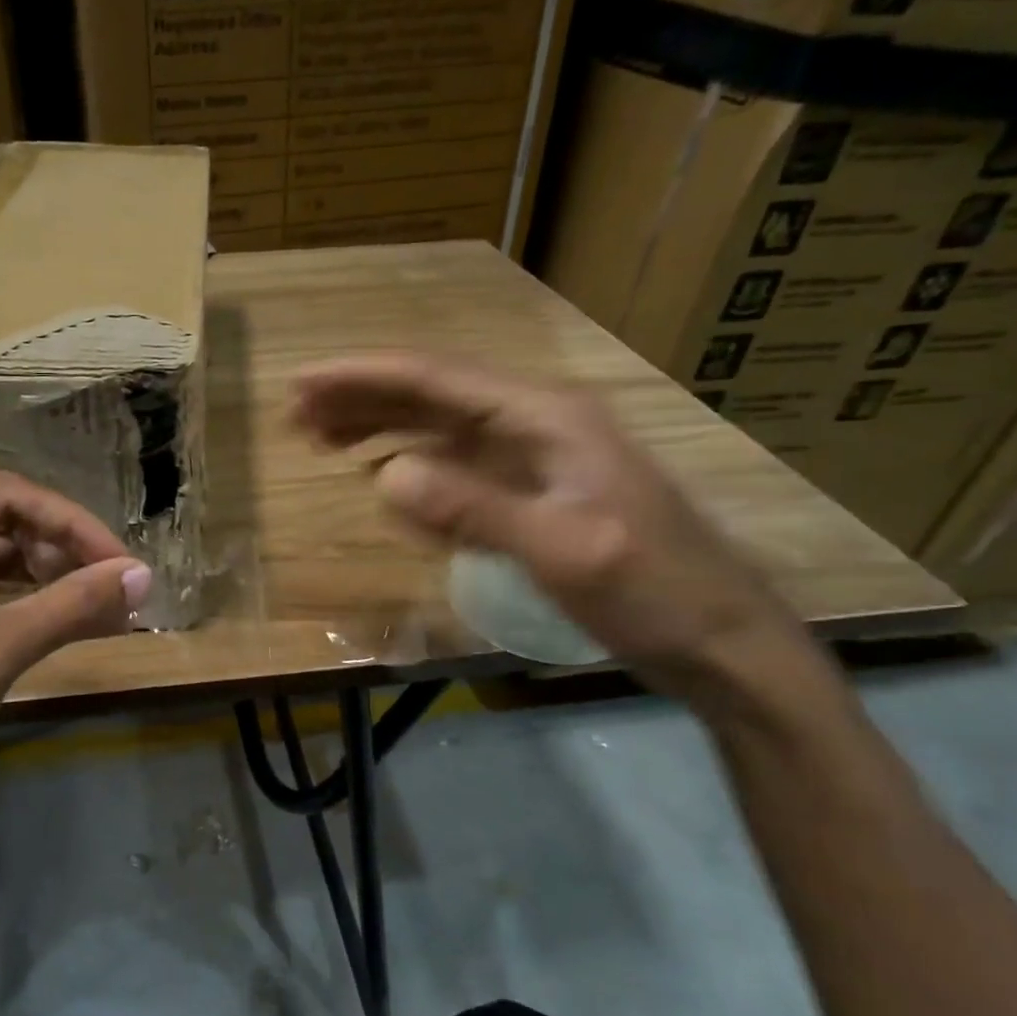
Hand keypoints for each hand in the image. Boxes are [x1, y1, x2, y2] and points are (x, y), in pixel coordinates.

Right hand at [291, 354, 820, 700]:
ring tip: (321, 438)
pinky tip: (381, 476)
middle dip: (362, 399)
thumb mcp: (564, 552)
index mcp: (546, 419)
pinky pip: (456, 465)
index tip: (304, 383)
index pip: (438, 380)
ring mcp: (534, 458)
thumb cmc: (653, 591)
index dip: (365, 377)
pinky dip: (411, 464)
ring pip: (439, 427)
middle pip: (432, 395)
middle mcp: (536, 424)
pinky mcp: (531, 491)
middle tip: (297, 415)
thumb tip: (385, 476)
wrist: (719, 639)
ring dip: (380, 427)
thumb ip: (475, 510)